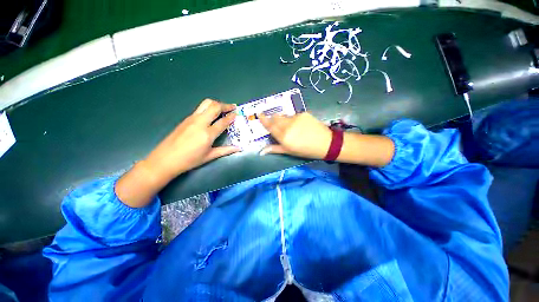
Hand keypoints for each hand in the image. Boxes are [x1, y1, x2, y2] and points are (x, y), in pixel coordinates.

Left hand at [145, 99, 239, 178]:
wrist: (165, 159)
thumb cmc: (189, 160)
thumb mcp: (209, 156)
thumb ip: (225, 150)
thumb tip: (238, 148)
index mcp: (207, 134)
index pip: (223, 121)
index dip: (231, 117)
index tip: (237, 114)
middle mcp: (200, 123)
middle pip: (214, 107)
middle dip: (225, 105)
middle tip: (232, 107)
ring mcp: (192, 119)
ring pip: (206, 104)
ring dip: (216, 104)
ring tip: (223, 108)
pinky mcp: (186, 119)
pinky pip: (200, 109)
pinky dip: (209, 108)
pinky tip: (211, 114)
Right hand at [258, 112, 394, 166]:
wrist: (326, 143)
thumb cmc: (306, 150)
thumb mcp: (289, 151)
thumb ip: (275, 149)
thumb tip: (261, 151)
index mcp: (283, 136)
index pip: (270, 126)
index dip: (263, 119)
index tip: (259, 114)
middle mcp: (288, 125)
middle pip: (276, 118)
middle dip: (274, 119)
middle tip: (277, 125)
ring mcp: (296, 118)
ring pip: (284, 116)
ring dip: (284, 120)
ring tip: (292, 127)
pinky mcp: (303, 113)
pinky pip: (294, 115)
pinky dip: (294, 119)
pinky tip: (300, 125)